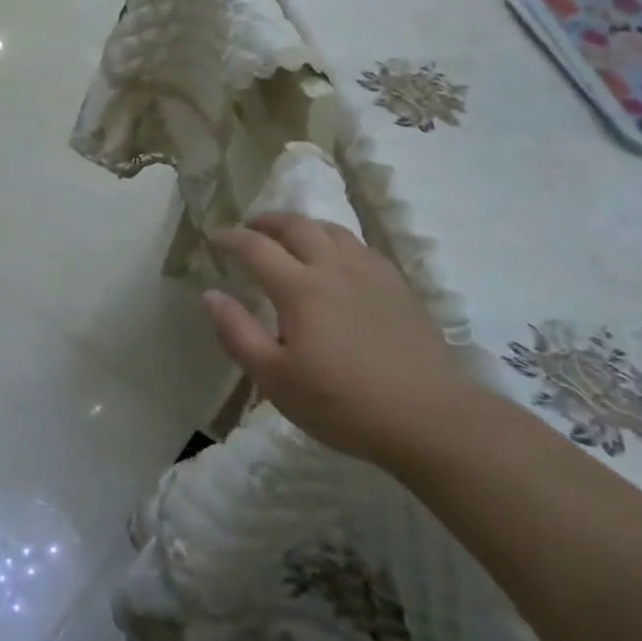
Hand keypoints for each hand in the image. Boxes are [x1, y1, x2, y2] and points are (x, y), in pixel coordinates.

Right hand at [202, 214, 480, 469]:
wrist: (430, 419)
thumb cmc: (342, 403)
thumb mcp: (275, 378)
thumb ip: (238, 333)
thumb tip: (210, 295)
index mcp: (300, 288)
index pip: (255, 247)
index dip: (230, 238)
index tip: (213, 238)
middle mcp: (335, 268)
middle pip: (297, 226)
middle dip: (267, 221)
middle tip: (250, 228)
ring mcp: (372, 274)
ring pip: (333, 231)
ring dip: (304, 226)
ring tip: (291, 238)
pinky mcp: (400, 288)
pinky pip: (361, 247)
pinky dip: (337, 242)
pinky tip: (338, 262)